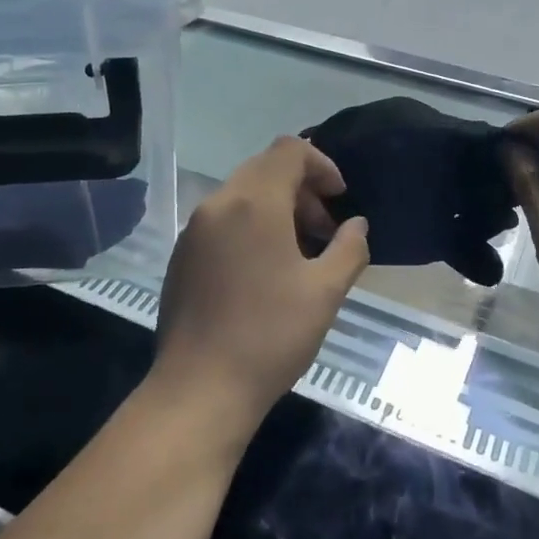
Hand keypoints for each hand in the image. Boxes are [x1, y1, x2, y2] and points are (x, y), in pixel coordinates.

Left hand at [151, 137, 368, 431]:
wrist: (200, 388)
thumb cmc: (270, 336)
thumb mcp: (325, 292)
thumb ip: (349, 248)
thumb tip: (356, 225)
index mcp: (253, 203)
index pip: (289, 150)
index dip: (322, 164)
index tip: (339, 200)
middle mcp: (217, 204)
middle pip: (264, 169)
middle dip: (301, 189)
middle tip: (324, 230)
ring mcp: (194, 230)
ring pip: (241, 195)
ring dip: (276, 208)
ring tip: (299, 253)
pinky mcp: (182, 256)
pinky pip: (222, 221)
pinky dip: (250, 226)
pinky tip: (264, 271)